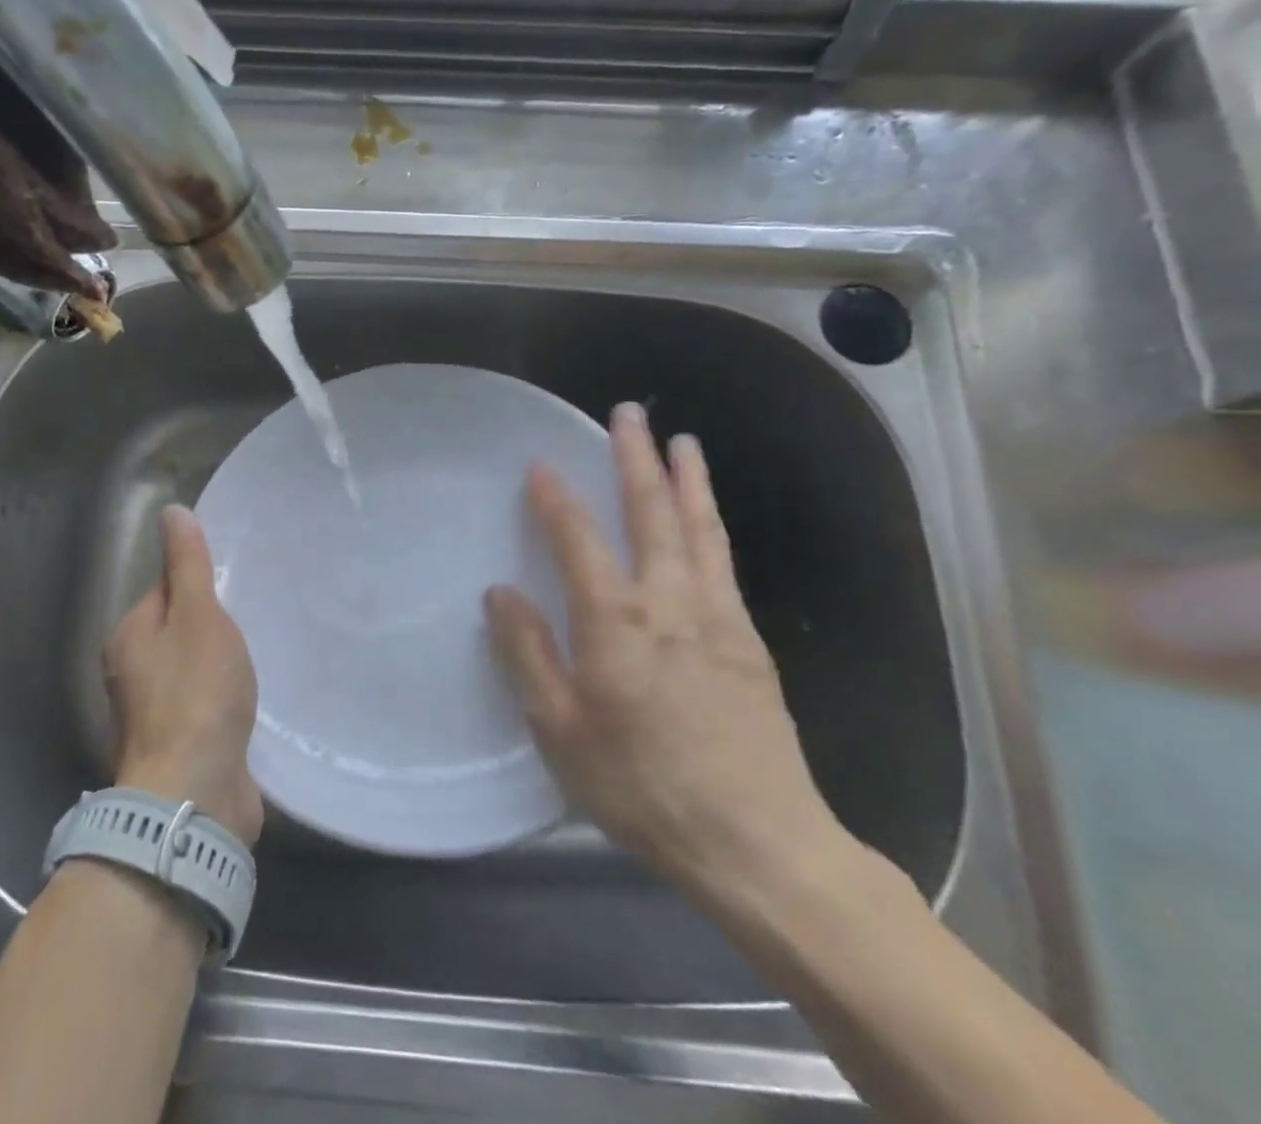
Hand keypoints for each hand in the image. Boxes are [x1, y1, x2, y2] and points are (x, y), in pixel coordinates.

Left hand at [105, 505, 262, 846]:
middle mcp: (132, 672)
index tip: (233, 586)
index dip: (198, 584)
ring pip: (192, 670)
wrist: (195, 793)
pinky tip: (250, 700)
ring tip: (257, 656)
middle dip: (212, 625)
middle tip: (253, 620)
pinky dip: (224, 700)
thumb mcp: (199, 615)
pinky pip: (204, 706)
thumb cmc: (196, 692)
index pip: (164, 590)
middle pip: (178, 631)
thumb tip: (171, 511)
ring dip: (220, 664)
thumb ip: (188, 565)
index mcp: (129, 636)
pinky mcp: (179, 745)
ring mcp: (154, 714)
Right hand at [486, 402, 847, 901]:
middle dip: (636, 459)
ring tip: (682, 442)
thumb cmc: (643, 787)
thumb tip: (500, 593)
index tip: (540, 464)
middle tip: (629, 415)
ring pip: (700, 530)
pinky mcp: (750, 643)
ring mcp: (718, 618)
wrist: (759, 845)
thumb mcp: (560, 731)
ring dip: (687, 481)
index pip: (579, 539)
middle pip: (651, 513)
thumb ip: (528, 654)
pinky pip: (725, 564)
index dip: (556, 498)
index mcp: (616, 621)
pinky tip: (706, 522)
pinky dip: (711, 527)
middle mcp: (669, 602)